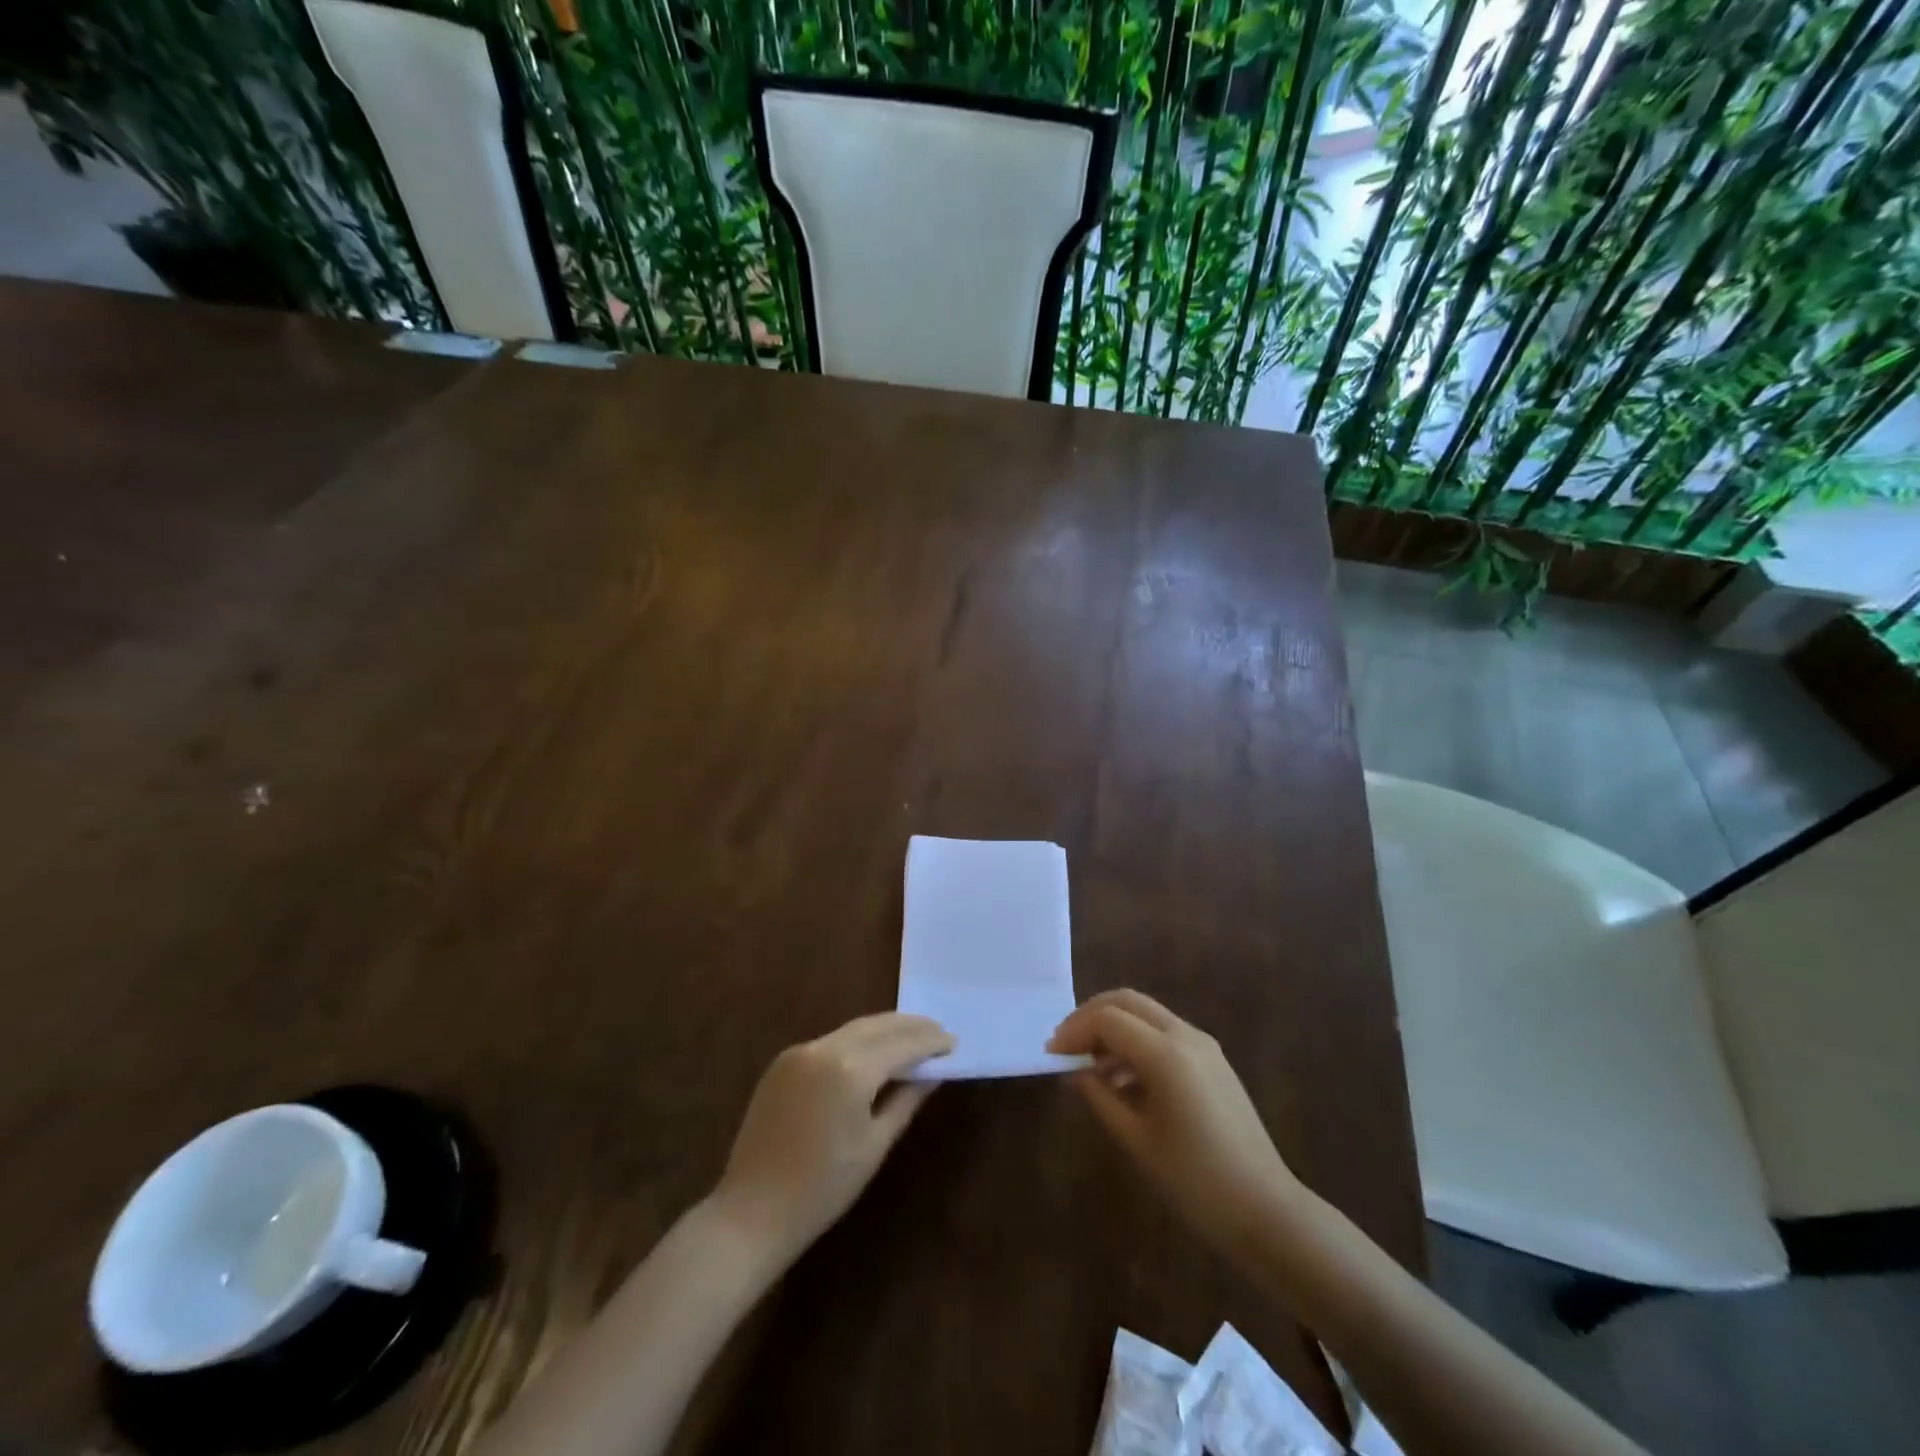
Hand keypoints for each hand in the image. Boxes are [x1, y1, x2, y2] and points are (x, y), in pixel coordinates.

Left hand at [710, 1012, 953, 1268]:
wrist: (752, 1211)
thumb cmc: (823, 1188)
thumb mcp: (875, 1145)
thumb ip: (906, 1100)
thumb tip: (933, 1073)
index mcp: (850, 1069)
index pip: (901, 1044)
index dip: (930, 1042)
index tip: (953, 1042)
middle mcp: (824, 1048)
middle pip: (877, 1025)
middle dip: (910, 1026)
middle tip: (938, 1031)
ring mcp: (799, 1052)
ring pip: (853, 1029)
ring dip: (884, 1029)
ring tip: (911, 1037)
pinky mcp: (783, 1062)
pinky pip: (830, 1041)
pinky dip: (857, 1041)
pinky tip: (872, 1052)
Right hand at [1048, 990, 1301, 1259]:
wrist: (1267, 1212)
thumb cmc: (1196, 1182)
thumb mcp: (1137, 1141)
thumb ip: (1100, 1097)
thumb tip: (1074, 1072)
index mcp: (1166, 1054)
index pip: (1107, 1018)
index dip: (1074, 1031)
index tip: (1051, 1056)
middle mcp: (1185, 1036)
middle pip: (1127, 1001)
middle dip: (1090, 1017)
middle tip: (1066, 1047)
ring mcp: (1203, 1045)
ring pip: (1146, 1014)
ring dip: (1113, 1028)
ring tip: (1087, 1067)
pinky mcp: (1212, 1061)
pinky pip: (1164, 1034)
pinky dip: (1136, 1042)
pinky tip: (1121, 1080)